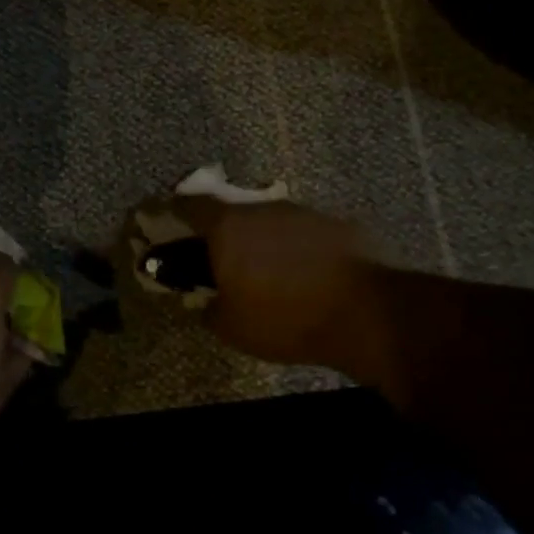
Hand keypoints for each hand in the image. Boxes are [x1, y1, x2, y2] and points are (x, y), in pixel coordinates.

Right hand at [171, 198, 376, 373]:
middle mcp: (263, 210)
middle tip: (221, 260)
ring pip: (270, 222)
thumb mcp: (232, 327)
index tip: (167, 220)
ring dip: (262, 241)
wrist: (367, 312)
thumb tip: (207, 301)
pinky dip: (295, 249)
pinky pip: (303, 233)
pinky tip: (303, 275)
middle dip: (223, 233)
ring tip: (267, 272)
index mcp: (228, 228)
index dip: (175, 212)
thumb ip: (209, 308)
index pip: (190, 206)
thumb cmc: (285, 318)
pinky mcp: (337, 224)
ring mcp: (303, 213)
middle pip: (232, 212)